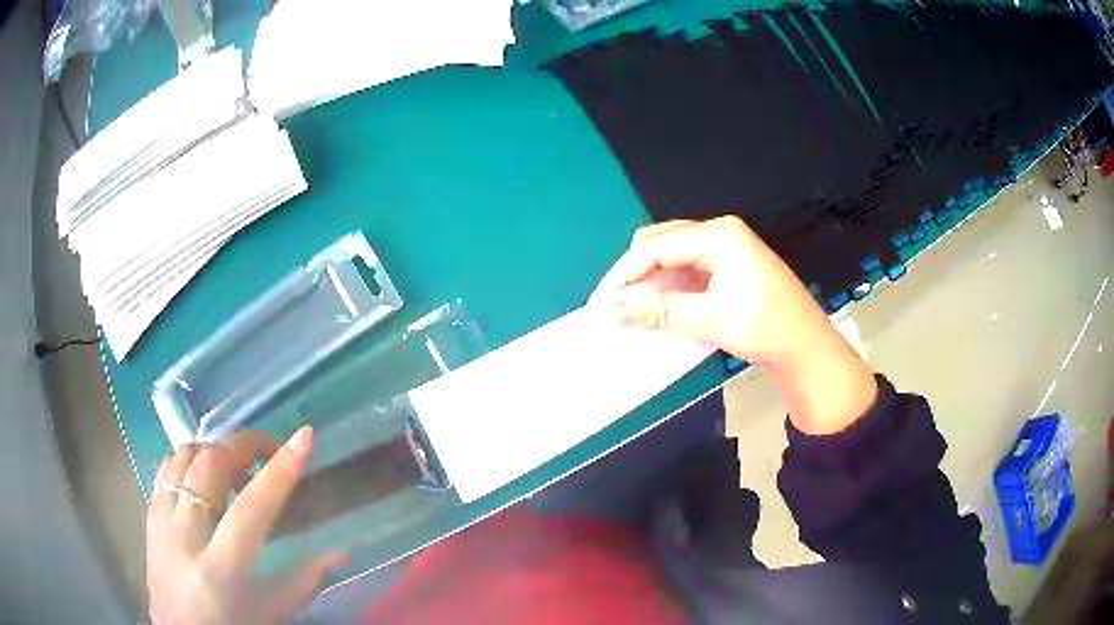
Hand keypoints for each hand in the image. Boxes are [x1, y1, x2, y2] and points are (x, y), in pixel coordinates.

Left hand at [146, 427, 345, 623]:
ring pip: (183, 458)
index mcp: (219, 572)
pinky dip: (190, 458)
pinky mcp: (149, 515)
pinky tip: (205, 472)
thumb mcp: (268, 617)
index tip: (303, 437)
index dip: (279, 472)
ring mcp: (161, 522)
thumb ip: (301, 583)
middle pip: (209, 467)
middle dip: (243, 446)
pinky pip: (166, 468)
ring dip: (215, 449)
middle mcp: (184, 538)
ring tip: (237, 465)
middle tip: (268, 450)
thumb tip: (339, 553)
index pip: (250, 510)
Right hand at [595, 216, 875, 433]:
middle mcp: (721, 233)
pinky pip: (688, 266)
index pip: (657, 245)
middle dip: (635, 271)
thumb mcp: (711, 319)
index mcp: (719, 235)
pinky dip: (669, 284)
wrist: (808, 349)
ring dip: (651, 278)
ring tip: (633, 306)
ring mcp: (727, 248)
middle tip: (616, 304)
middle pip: (662, 242)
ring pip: (673, 254)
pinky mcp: (729, 265)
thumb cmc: (767, 329)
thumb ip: (659, 311)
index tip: (602, 301)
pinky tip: (660, 304)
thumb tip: (611, 311)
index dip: (625, 272)